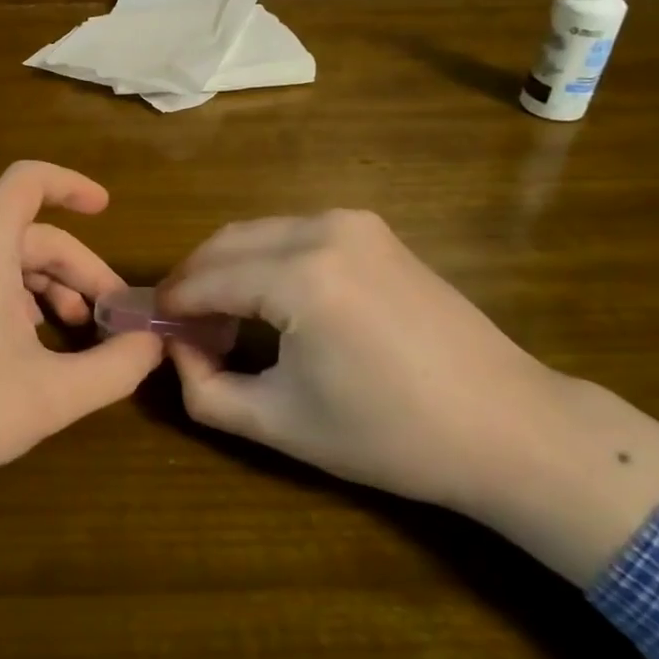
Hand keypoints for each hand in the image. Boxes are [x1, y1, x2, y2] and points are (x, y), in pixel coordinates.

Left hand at [0, 160, 163, 500]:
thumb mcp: (49, 394)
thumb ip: (112, 368)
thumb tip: (153, 345)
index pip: (29, 181)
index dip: (72, 185)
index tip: (109, 210)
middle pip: (34, 235)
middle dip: (81, 269)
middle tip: (114, 317)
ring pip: (12, 266)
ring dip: (55, 291)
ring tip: (83, 336)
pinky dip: (25, 308)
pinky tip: (42, 353)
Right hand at [159, 209, 552, 513]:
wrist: (509, 427)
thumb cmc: (391, 435)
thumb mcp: (281, 424)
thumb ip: (205, 388)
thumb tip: (176, 349)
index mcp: (299, 276)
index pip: (206, 278)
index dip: (171, 304)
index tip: (150, 328)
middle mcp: (322, 230)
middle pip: (225, 243)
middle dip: (194, 280)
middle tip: (182, 327)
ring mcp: (353, 223)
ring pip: (257, 233)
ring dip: (227, 267)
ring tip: (222, 318)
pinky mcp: (374, 230)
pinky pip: (294, 233)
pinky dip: (265, 258)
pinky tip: (268, 300)